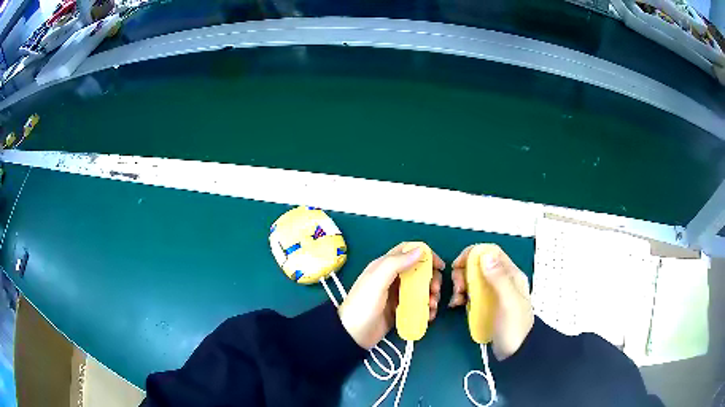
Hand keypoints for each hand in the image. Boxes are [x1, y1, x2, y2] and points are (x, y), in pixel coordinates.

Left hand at [339, 243, 443, 348]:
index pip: (408, 252)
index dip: (425, 255)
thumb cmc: (363, 305)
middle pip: (419, 271)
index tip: (439, 266)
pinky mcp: (399, 310)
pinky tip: (429, 315)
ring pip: (421, 288)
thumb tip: (420, 250)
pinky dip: (426, 308)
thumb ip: (396, 264)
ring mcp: (396, 295)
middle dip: (431, 279)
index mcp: (384, 266)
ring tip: (432, 306)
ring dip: (431, 295)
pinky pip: (418, 304)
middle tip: (435, 290)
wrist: (352, 335)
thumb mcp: (377, 281)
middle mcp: (392, 278)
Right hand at [449, 244, 533, 359]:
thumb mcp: (508, 302)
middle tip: (457, 288)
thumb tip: (485, 255)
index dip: (473, 254)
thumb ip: (499, 278)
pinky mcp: (486, 305)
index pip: (491, 252)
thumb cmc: (514, 327)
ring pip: (473, 279)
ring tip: (456, 300)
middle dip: (464, 272)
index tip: (457, 266)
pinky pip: (471, 293)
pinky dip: (462, 296)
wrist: (515, 353)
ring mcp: (494, 293)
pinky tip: (457, 305)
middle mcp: (502, 280)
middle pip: (479, 265)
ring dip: (461, 285)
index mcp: (511, 275)